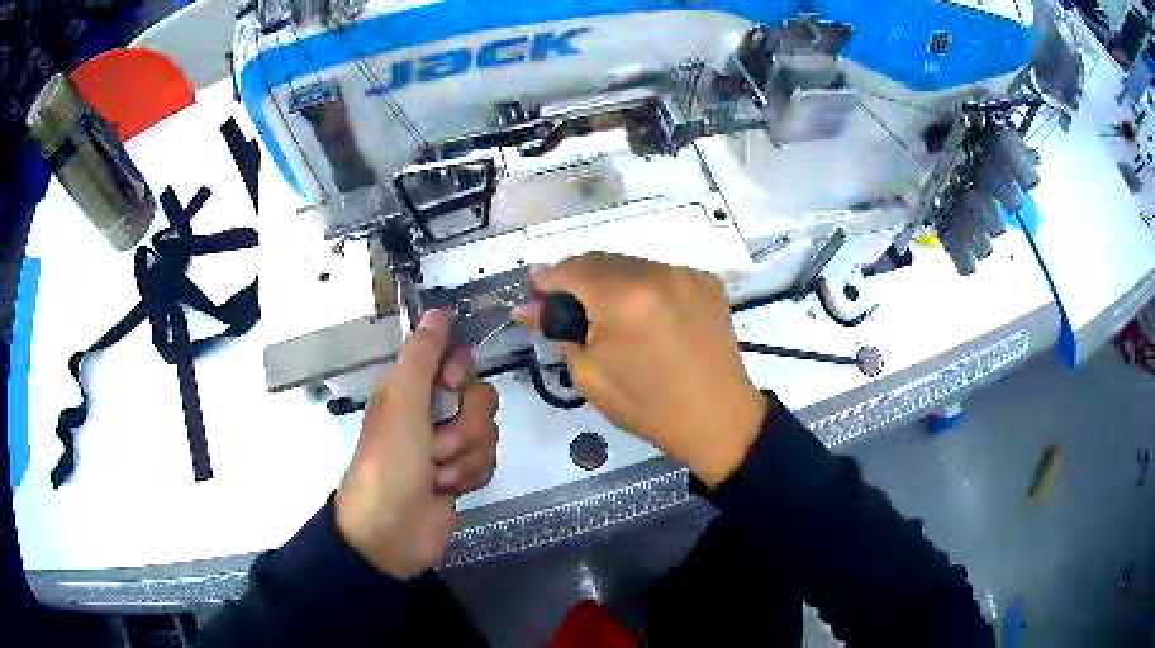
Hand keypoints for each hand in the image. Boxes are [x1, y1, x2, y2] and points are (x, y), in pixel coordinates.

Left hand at [335, 310, 498, 578]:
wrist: (390, 532)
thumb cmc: (390, 463)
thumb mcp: (402, 404)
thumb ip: (422, 356)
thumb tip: (437, 311)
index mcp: (411, 389)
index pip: (456, 361)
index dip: (461, 373)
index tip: (452, 387)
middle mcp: (430, 413)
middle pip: (480, 398)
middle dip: (466, 426)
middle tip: (437, 444)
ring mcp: (446, 446)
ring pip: (486, 433)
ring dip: (464, 457)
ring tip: (437, 475)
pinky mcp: (459, 475)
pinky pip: (486, 462)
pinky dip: (468, 476)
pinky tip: (448, 489)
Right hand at [514, 253, 766, 486]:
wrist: (717, 419)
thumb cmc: (647, 406)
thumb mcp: (590, 376)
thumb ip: (559, 332)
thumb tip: (529, 309)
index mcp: (623, 299)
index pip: (571, 270)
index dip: (547, 278)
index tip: (534, 291)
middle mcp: (656, 274)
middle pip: (601, 260)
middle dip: (577, 277)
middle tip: (564, 304)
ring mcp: (686, 275)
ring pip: (632, 264)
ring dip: (610, 280)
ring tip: (605, 311)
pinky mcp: (707, 282)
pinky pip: (661, 274)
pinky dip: (644, 287)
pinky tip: (644, 314)